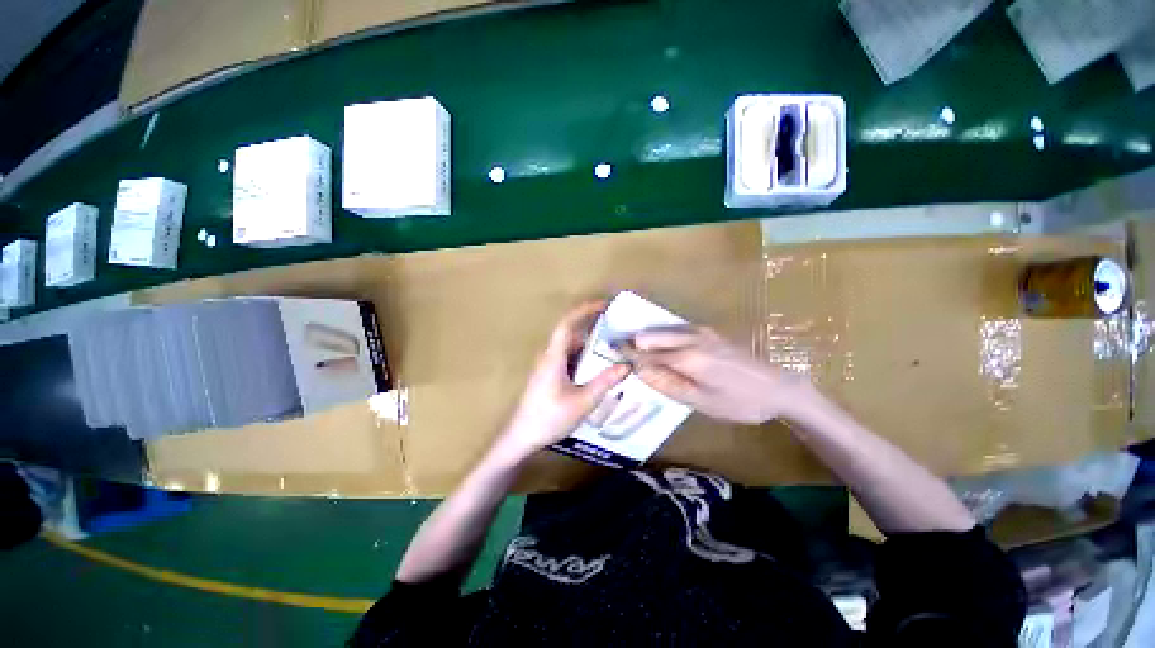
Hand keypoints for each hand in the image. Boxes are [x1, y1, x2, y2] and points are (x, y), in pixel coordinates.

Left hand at [496, 301, 628, 460]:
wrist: (522, 437)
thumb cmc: (550, 418)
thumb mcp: (583, 401)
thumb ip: (604, 382)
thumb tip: (627, 366)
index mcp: (554, 357)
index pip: (567, 324)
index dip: (584, 310)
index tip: (604, 305)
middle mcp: (549, 356)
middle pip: (571, 333)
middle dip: (592, 325)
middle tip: (615, 326)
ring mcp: (548, 366)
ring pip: (571, 347)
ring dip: (589, 343)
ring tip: (612, 345)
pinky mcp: (549, 375)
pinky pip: (569, 358)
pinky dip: (584, 356)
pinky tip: (598, 366)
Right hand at [624, 325, 812, 424]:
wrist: (779, 387)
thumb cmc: (740, 402)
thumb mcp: (701, 402)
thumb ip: (667, 385)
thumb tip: (639, 370)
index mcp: (688, 357)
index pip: (646, 352)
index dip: (626, 354)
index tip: (609, 353)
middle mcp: (690, 337)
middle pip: (650, 334)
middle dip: (632, 343)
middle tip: (620, 354)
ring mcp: (700, 331)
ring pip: (661, 330)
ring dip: (646, 340)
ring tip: (637, 355)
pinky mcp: (708, 331)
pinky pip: (674, 331)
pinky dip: (661, 338)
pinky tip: (660, 351)